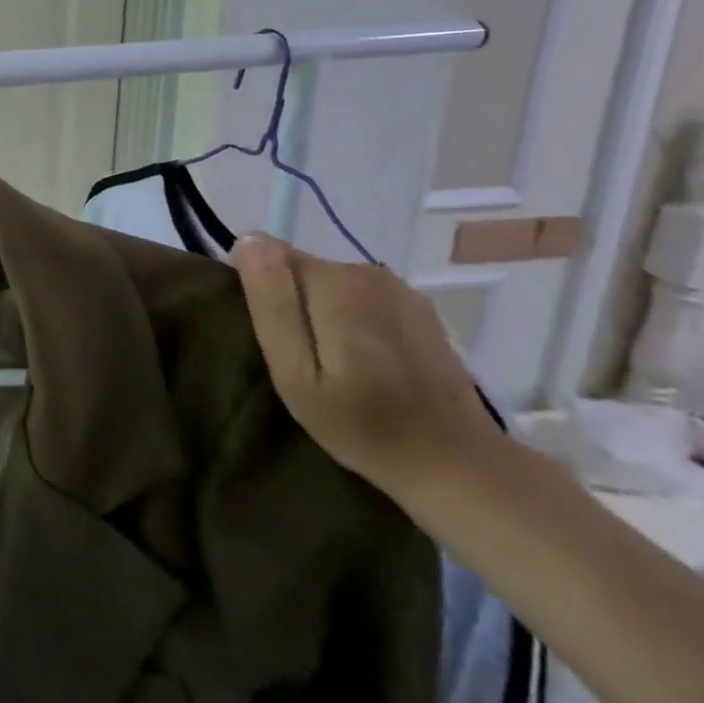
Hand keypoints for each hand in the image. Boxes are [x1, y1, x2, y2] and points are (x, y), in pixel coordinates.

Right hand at [230, 234, 504, 500]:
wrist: (454, 461)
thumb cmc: (361, 424)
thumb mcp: (295, 373)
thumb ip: (272, 303)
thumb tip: (248, 241)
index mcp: (334, 282)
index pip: (266, 253)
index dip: (254, 288)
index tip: (261, 333)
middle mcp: (367, 271)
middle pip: (298, 267)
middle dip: (285, 300)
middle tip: (292, 356)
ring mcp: (398, 287)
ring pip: (327, 281)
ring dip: (315, 309)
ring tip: (322, 359)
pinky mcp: (416, 306)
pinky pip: (357, 295)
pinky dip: (346, 316)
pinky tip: (357, 357)